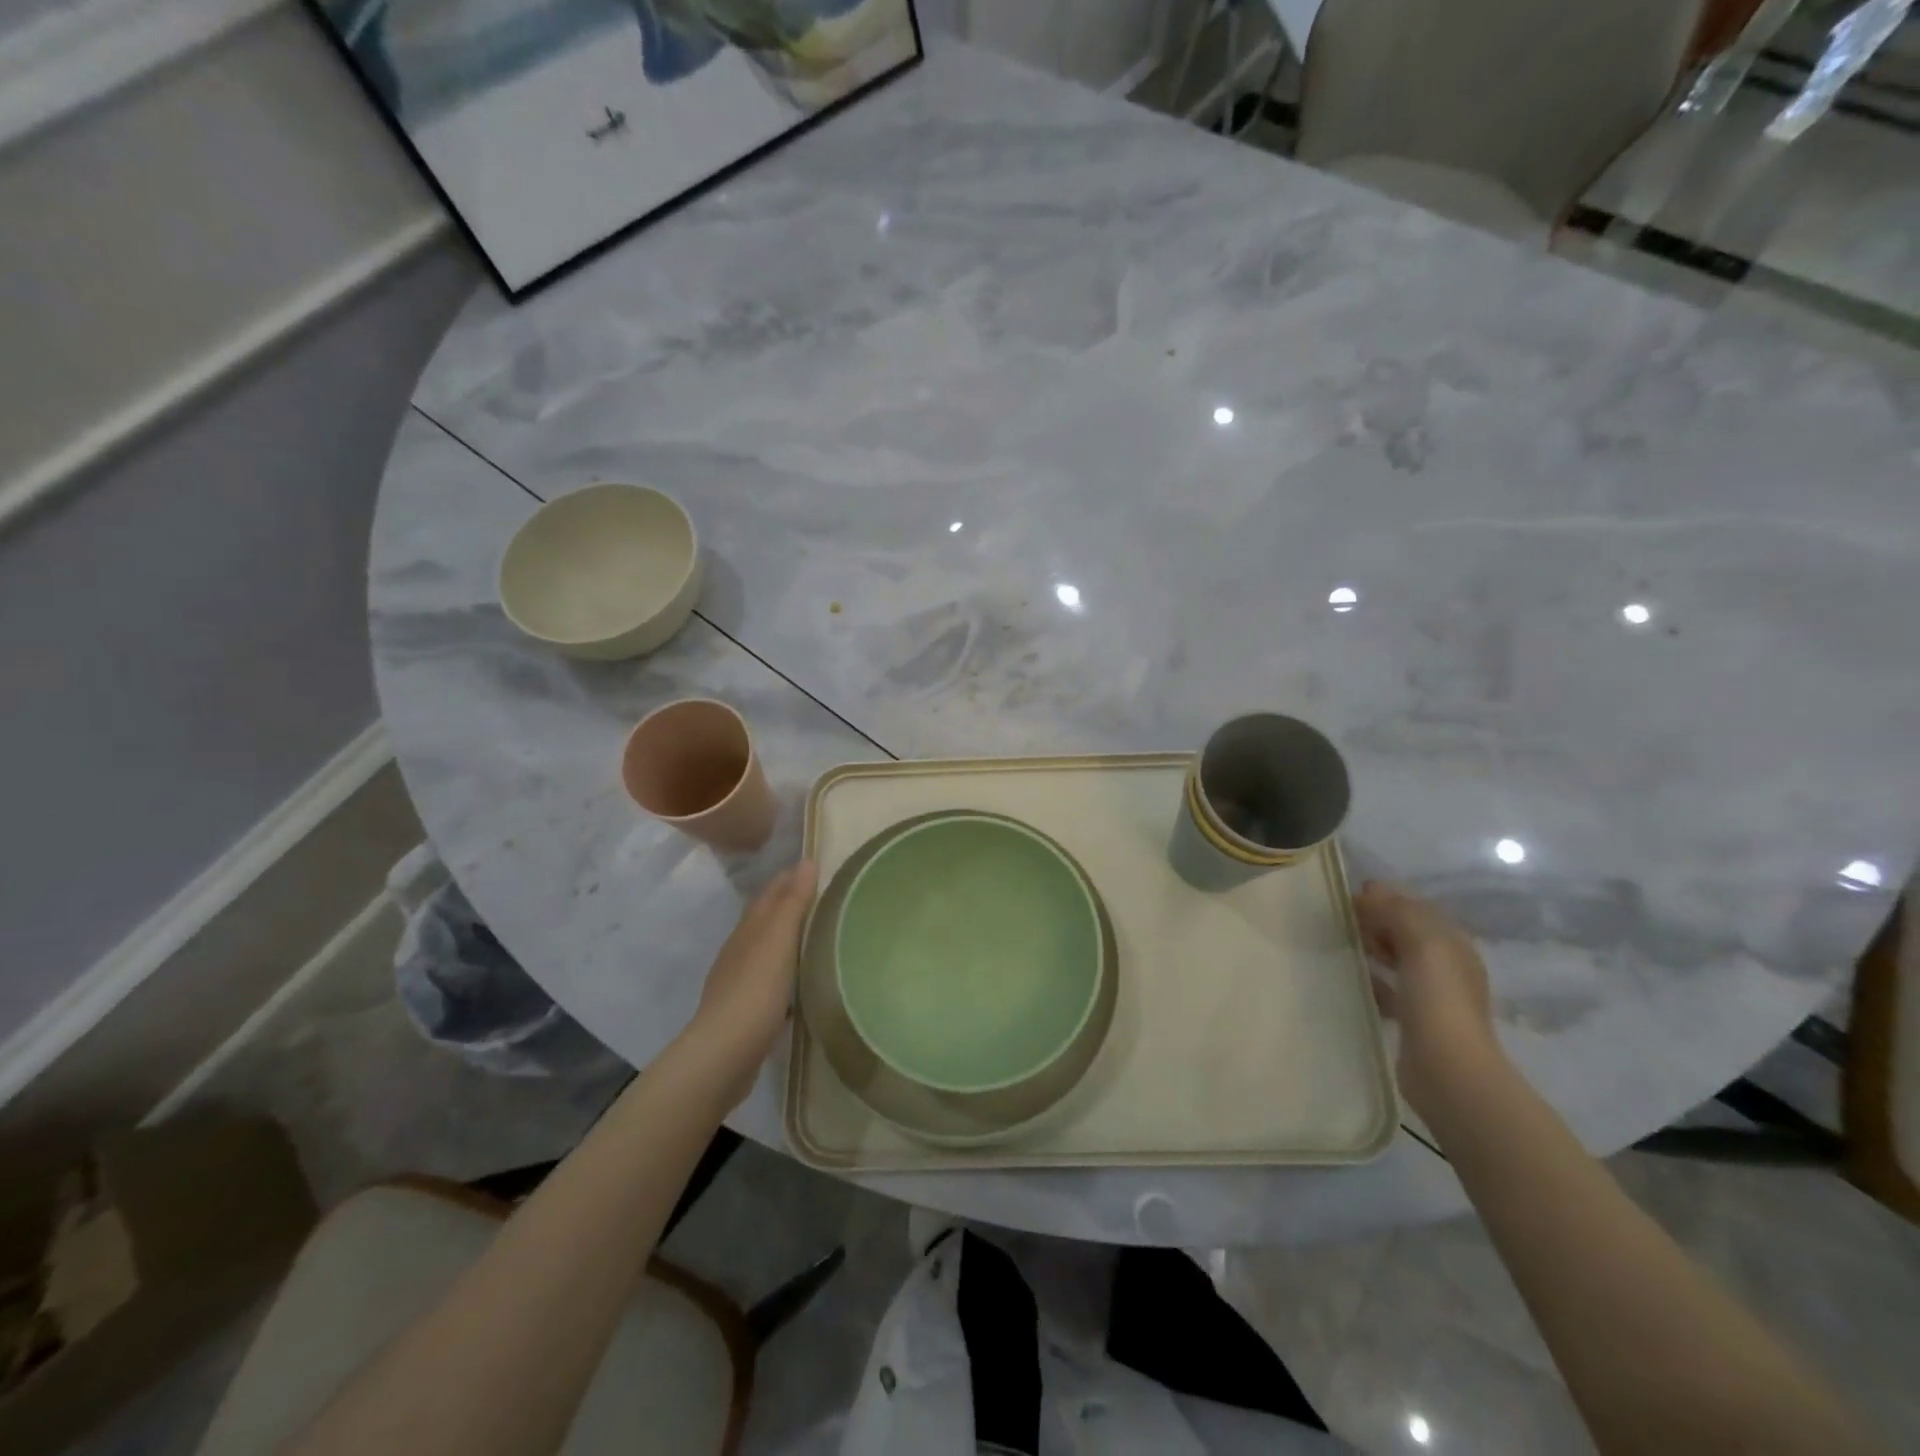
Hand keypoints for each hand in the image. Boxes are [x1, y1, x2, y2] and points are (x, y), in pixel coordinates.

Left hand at [681, 861, 818, 1109]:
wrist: (724, 1054)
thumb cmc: (756, 990)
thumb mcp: (779, 940)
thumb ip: (793, 901)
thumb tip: (806, 861)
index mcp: (749, 928)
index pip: (772, 892)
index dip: (791, 877)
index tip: (817, 867)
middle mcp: (740, 948)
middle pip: (766, 917)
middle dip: (790, 904)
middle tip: (824, 898)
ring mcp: (739, 980)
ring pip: (767, 948)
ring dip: (788, 939)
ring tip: (818, 936)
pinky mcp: (745, 1009)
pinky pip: (770, 978)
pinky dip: (785, 970)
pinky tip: (800, 980)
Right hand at [1354, 881, 1501, 1113]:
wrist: (1447, 1069)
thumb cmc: (1437, 1000)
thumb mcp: (1421, 943)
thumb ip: (1397, 912)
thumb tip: (1370, 890)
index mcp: (1453, 944)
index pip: (1418, 909)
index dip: (1388, 898)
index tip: (1352, 895)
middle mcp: (1447, 966)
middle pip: (1408, 933)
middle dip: (1378, 921)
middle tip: (1342, 919)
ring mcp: (1432, 995)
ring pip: (1397, 959)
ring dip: (1372, 948)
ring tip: (1342, 943)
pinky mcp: (1415, 1020)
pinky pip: (1390, 988)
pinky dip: (1372, 978)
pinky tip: (1352, 979)